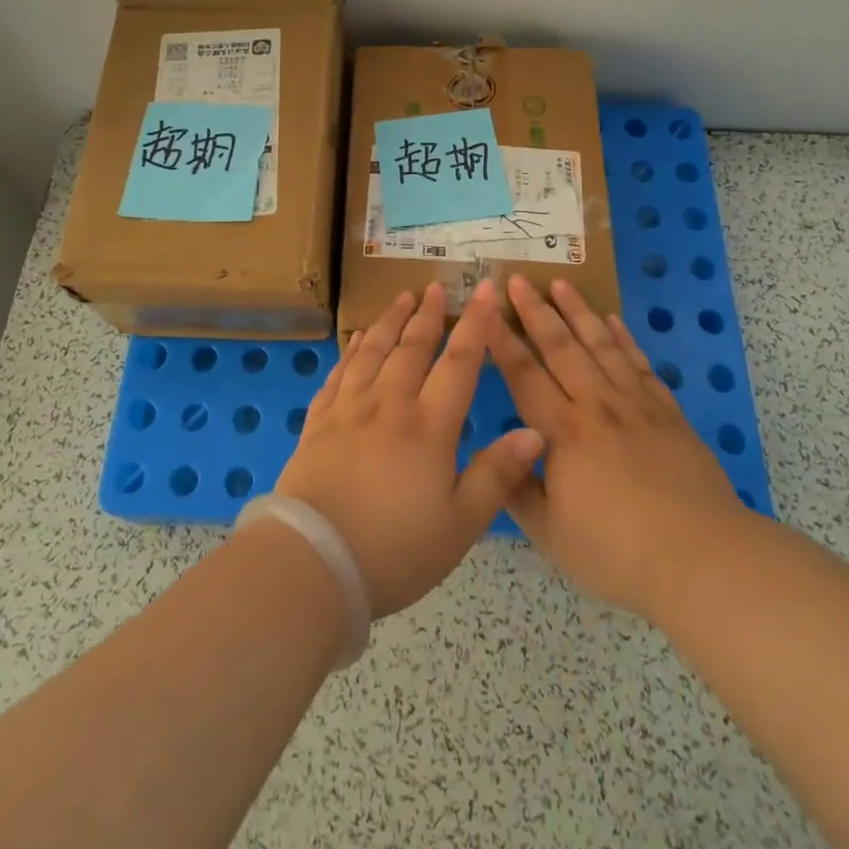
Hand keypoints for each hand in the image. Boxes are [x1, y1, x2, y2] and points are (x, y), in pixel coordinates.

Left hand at [275, 281, 545, 616]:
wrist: (314, 562)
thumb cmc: (395, 549)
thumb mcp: (460, 524)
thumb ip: (497, 474)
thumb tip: (534, 431)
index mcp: (428, 426)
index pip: (459, 363)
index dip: (476, 324)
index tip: (485, 290)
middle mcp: (389, 404)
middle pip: (412, 348)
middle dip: (428, 315)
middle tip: (435, 287)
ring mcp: (349, 410)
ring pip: (372, 352)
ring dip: (389, 322)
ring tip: (401, 298)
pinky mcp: (318, 423)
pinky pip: (338, 374)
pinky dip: (350, 351)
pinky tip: (356, 340)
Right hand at [492, 275, 750, 624]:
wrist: (704, 560)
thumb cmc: (619, 552)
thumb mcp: (552, 535)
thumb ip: (518, 489)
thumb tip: (498, 453)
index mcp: (564, 433)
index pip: (524, 375)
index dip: (501, 341)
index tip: (484, 309)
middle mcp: (597, 406)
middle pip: (561, 348)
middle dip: (536, 311)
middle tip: (518, 278)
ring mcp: (636, 405)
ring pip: (601, 346)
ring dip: (579, 312)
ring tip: (561, 283)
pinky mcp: (668, 413)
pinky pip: (640, 365)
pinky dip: (624, 339)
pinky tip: (613, 321)